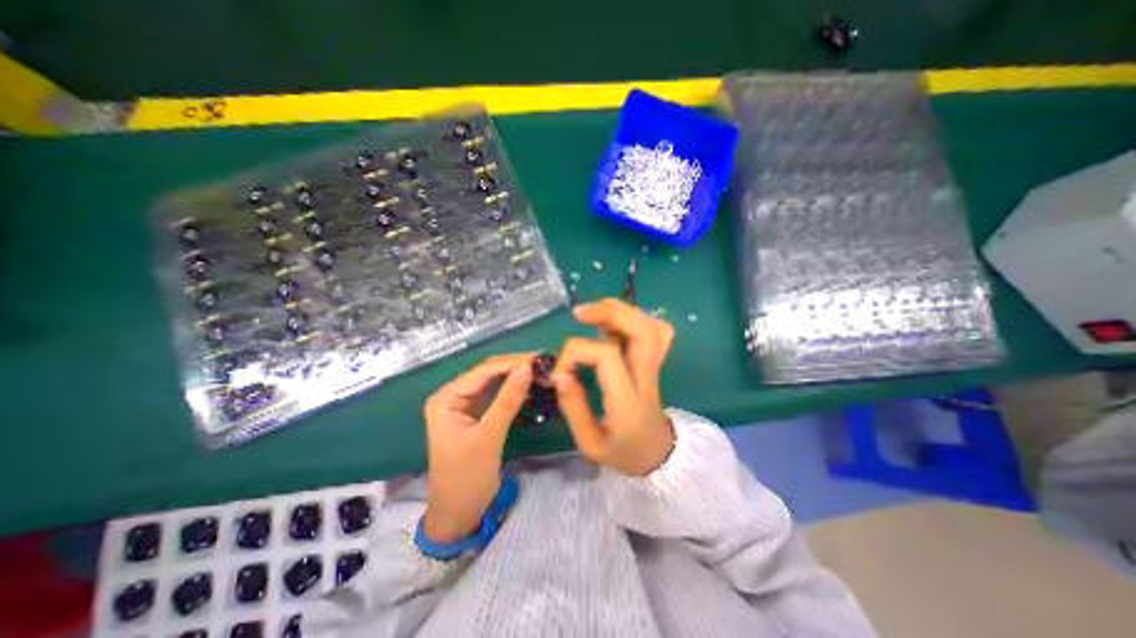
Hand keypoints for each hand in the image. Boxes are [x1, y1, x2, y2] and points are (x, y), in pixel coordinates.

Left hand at [424, 354, 534, 543]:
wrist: (459, 514)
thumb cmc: (467, 477)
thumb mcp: (489, 436)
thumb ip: (508, 399)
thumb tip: (528, 367)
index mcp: (446, 398)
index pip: (482, 371)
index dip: (511, 363)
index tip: (539, 358)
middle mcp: (454, 396)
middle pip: (488, 373)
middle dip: (515, 367)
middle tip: (544, 363)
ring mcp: (465, 405)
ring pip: (495, 383)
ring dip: (516, 377)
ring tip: (541, 371)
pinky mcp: (477, 415)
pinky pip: (497, 396)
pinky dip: (514, 391)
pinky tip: (531, 386)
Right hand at [554, 301, 672, 475]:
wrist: (658, 455)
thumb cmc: (623, 452)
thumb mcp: (590, 443)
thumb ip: (573, 407)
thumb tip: (559, 374)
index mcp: (628, 400)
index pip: (606, 356)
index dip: (577, 352)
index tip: (560, 370)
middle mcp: (646, 378)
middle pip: (641, 330)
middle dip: (609, 313)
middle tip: (579, 314)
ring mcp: (655, 367)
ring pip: (650, 325)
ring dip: (620, 311)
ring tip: (592, 313)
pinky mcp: (655, 362)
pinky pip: (656, 331)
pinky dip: (636, 318)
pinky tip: (615, 322)